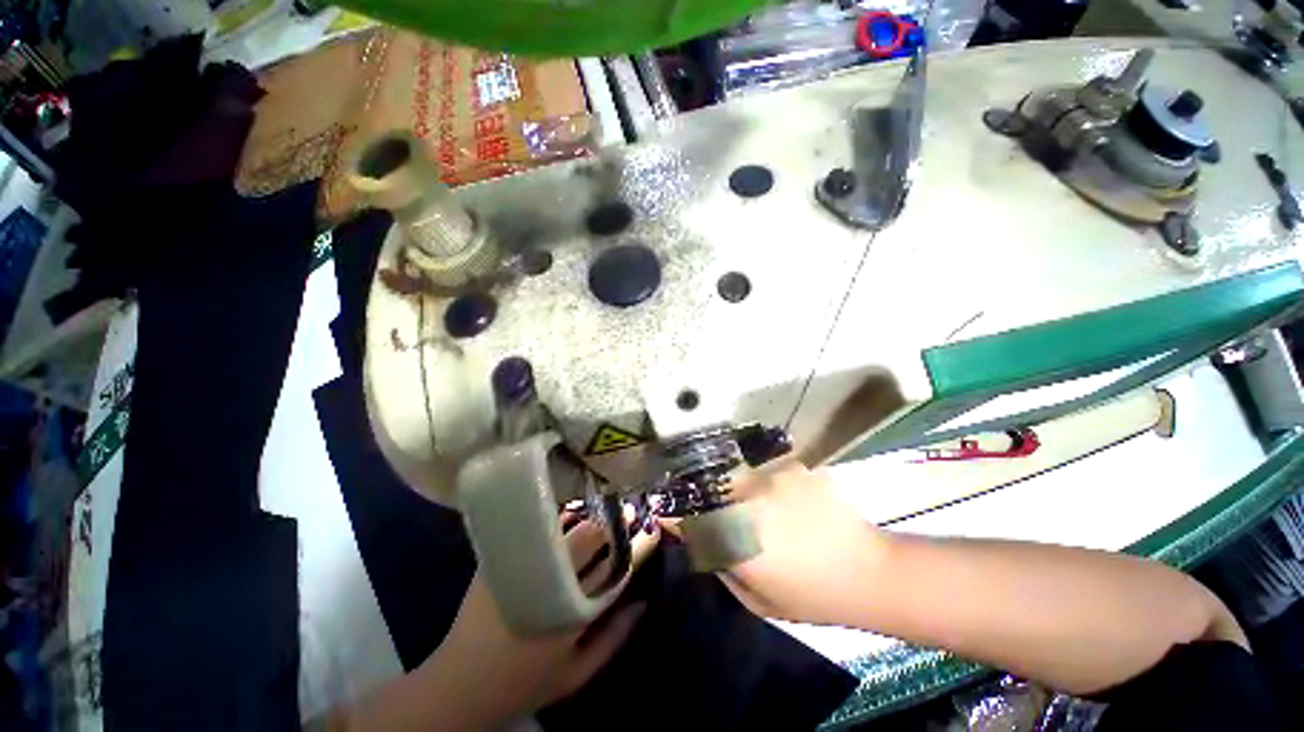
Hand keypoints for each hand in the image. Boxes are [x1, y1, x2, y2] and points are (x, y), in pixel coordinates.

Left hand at [417, 514, 659, 728]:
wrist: (460, 685)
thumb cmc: (525, 683)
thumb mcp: (576, 675)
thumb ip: (614, 639)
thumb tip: (643, 603)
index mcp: (575, 610)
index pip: (617, 565)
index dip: (638, 543)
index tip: (651, 528)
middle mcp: (552, 580)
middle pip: (592, 535)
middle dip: (614, 521)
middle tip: (626, 514)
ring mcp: (523, 564)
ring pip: (565, 525)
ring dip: (587, 515)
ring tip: (600, 510)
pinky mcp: (500, 557)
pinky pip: (536, 527)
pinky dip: (556, 520)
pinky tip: (565, 518)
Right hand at [672, 459, 884, 625]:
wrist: (870, 572)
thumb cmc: (811, 595)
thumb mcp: (756, 598)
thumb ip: (722, 566)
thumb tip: (699, 539)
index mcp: (735, 535)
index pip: (687, 515)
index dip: (672, 512)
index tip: (665, 511)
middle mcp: (747, 498)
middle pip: (708, 484)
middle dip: (703, 493)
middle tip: (710, 504)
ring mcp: (772, 477)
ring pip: (736, 473)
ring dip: (735, 486)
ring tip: (750, 500)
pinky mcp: (793, 467)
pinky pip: (765, 468)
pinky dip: (765, 480)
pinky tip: (781, 495)